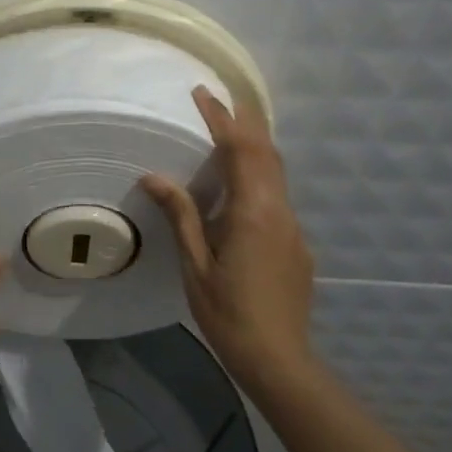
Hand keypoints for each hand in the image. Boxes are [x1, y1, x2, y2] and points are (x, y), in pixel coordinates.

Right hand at [141, 87, 314, 386]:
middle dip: (244, 122)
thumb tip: (154, 176)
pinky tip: (240, 190)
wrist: (278, 357)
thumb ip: (181, 215)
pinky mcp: (296, 243)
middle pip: (266, 152)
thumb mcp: (196, 265)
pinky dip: (259, 175)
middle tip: (219, 101)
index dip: (222, 119)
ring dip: (253, 147)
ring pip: (276, 173)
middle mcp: (279, 210)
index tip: (203, 94)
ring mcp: (292, 227)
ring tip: (227, 134)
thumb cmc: (228, 313)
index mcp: (253, 212)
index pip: (240, 150)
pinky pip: (277, 196)